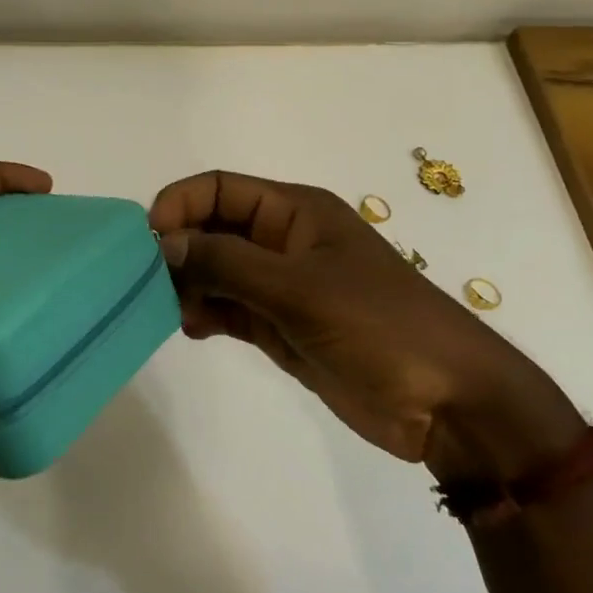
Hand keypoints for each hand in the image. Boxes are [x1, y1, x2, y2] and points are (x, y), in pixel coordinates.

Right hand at [149, 171, 581, 476]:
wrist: (446, 403)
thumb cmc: (378, 326)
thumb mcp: (298, 288)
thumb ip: (226, 263)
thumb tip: (162, 243)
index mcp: (295, 212)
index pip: (221, 189)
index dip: (180, 204)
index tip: (147, 241)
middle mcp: (284, 241)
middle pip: (214, 228)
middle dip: (179, 248)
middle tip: (146, 283)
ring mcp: (282, 286)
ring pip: (217, 271)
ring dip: (188, 284)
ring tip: (169, 309)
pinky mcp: (282, 326)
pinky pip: (230, 308)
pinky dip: (206, 313)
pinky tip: (192, 329)